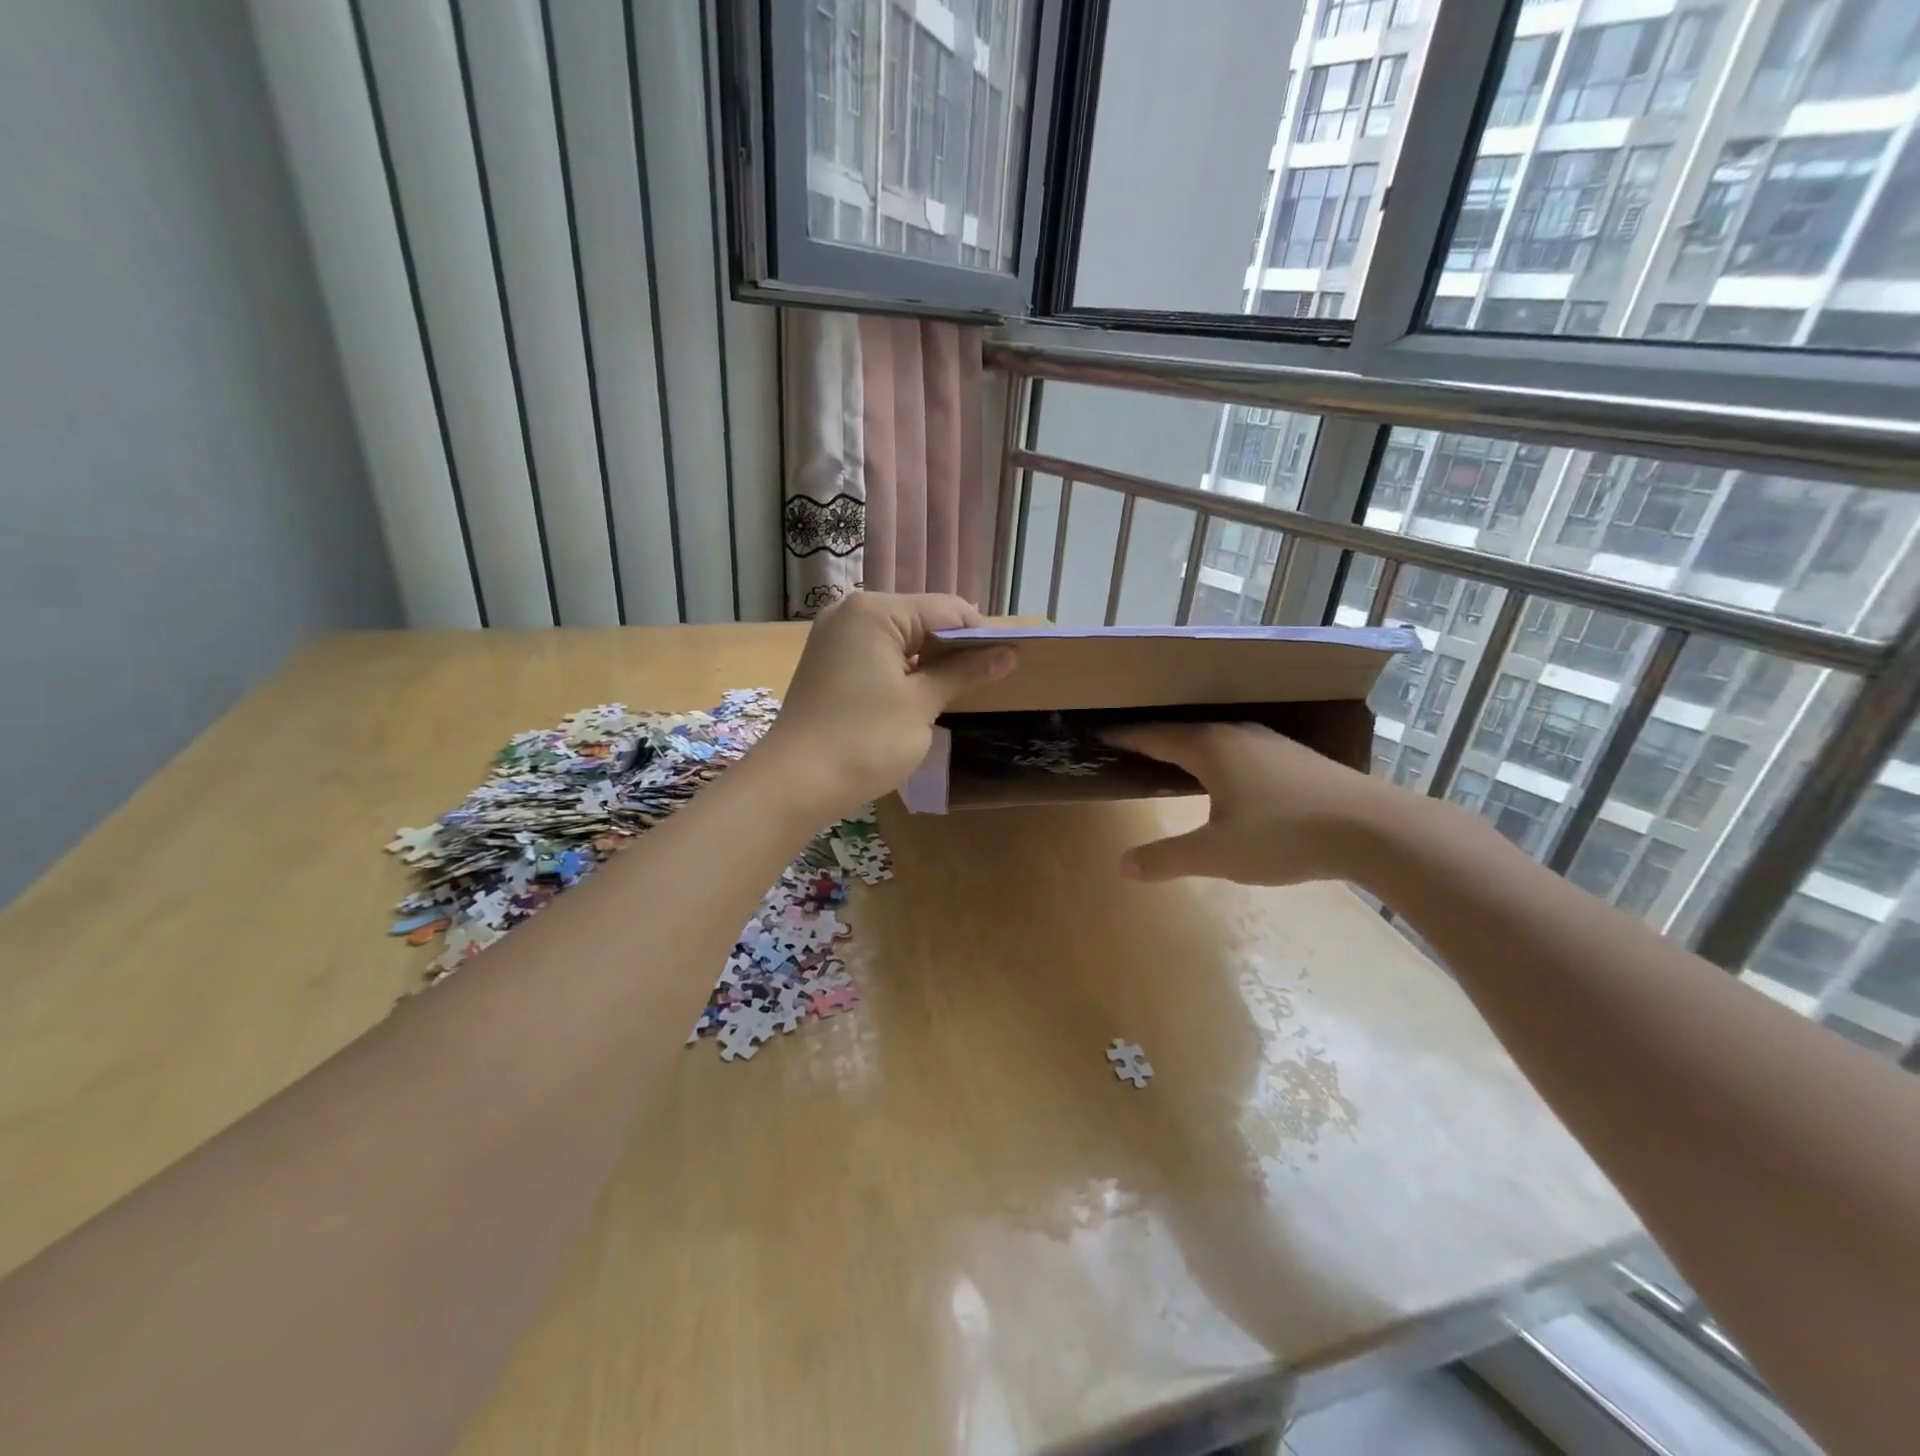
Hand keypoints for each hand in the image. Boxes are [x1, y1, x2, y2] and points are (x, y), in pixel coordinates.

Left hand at [759, 592, 1016, 816]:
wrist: (795, 783)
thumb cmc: (865, 740)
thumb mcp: (922, 705)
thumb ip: (964, 673)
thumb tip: (1008, 654)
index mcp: (875, 611)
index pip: (946, 610)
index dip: (980, 635)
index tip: (1008, 663)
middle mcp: (851, 612)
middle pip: (921, 619)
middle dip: (954, 648)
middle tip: (985, 680)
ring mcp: (834, 637)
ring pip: (898, 638)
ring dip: (928, 660)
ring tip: (957, 690)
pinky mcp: (827, 662)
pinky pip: (876, 654)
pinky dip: (902, 669)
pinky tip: (919, 694)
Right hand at [1103, 722, 1412, 885]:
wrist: (1372, 828)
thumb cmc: (1283, 834)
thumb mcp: (1216, 854)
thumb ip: (1167, 858)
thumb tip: (1123, 865)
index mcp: (1210, 748)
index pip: (1155, 737)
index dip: (1127, 738)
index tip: (1102, 736)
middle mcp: (1236, 735)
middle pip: (1184, 732)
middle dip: (1156, 740)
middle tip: (1131, 749)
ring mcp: (1270, 742)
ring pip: (1217, 738)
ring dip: (1190, 747)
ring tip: (1173, 759)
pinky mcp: (1295, 758)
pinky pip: (1241, 748)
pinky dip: (1219, 757)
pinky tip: (1228, 775)